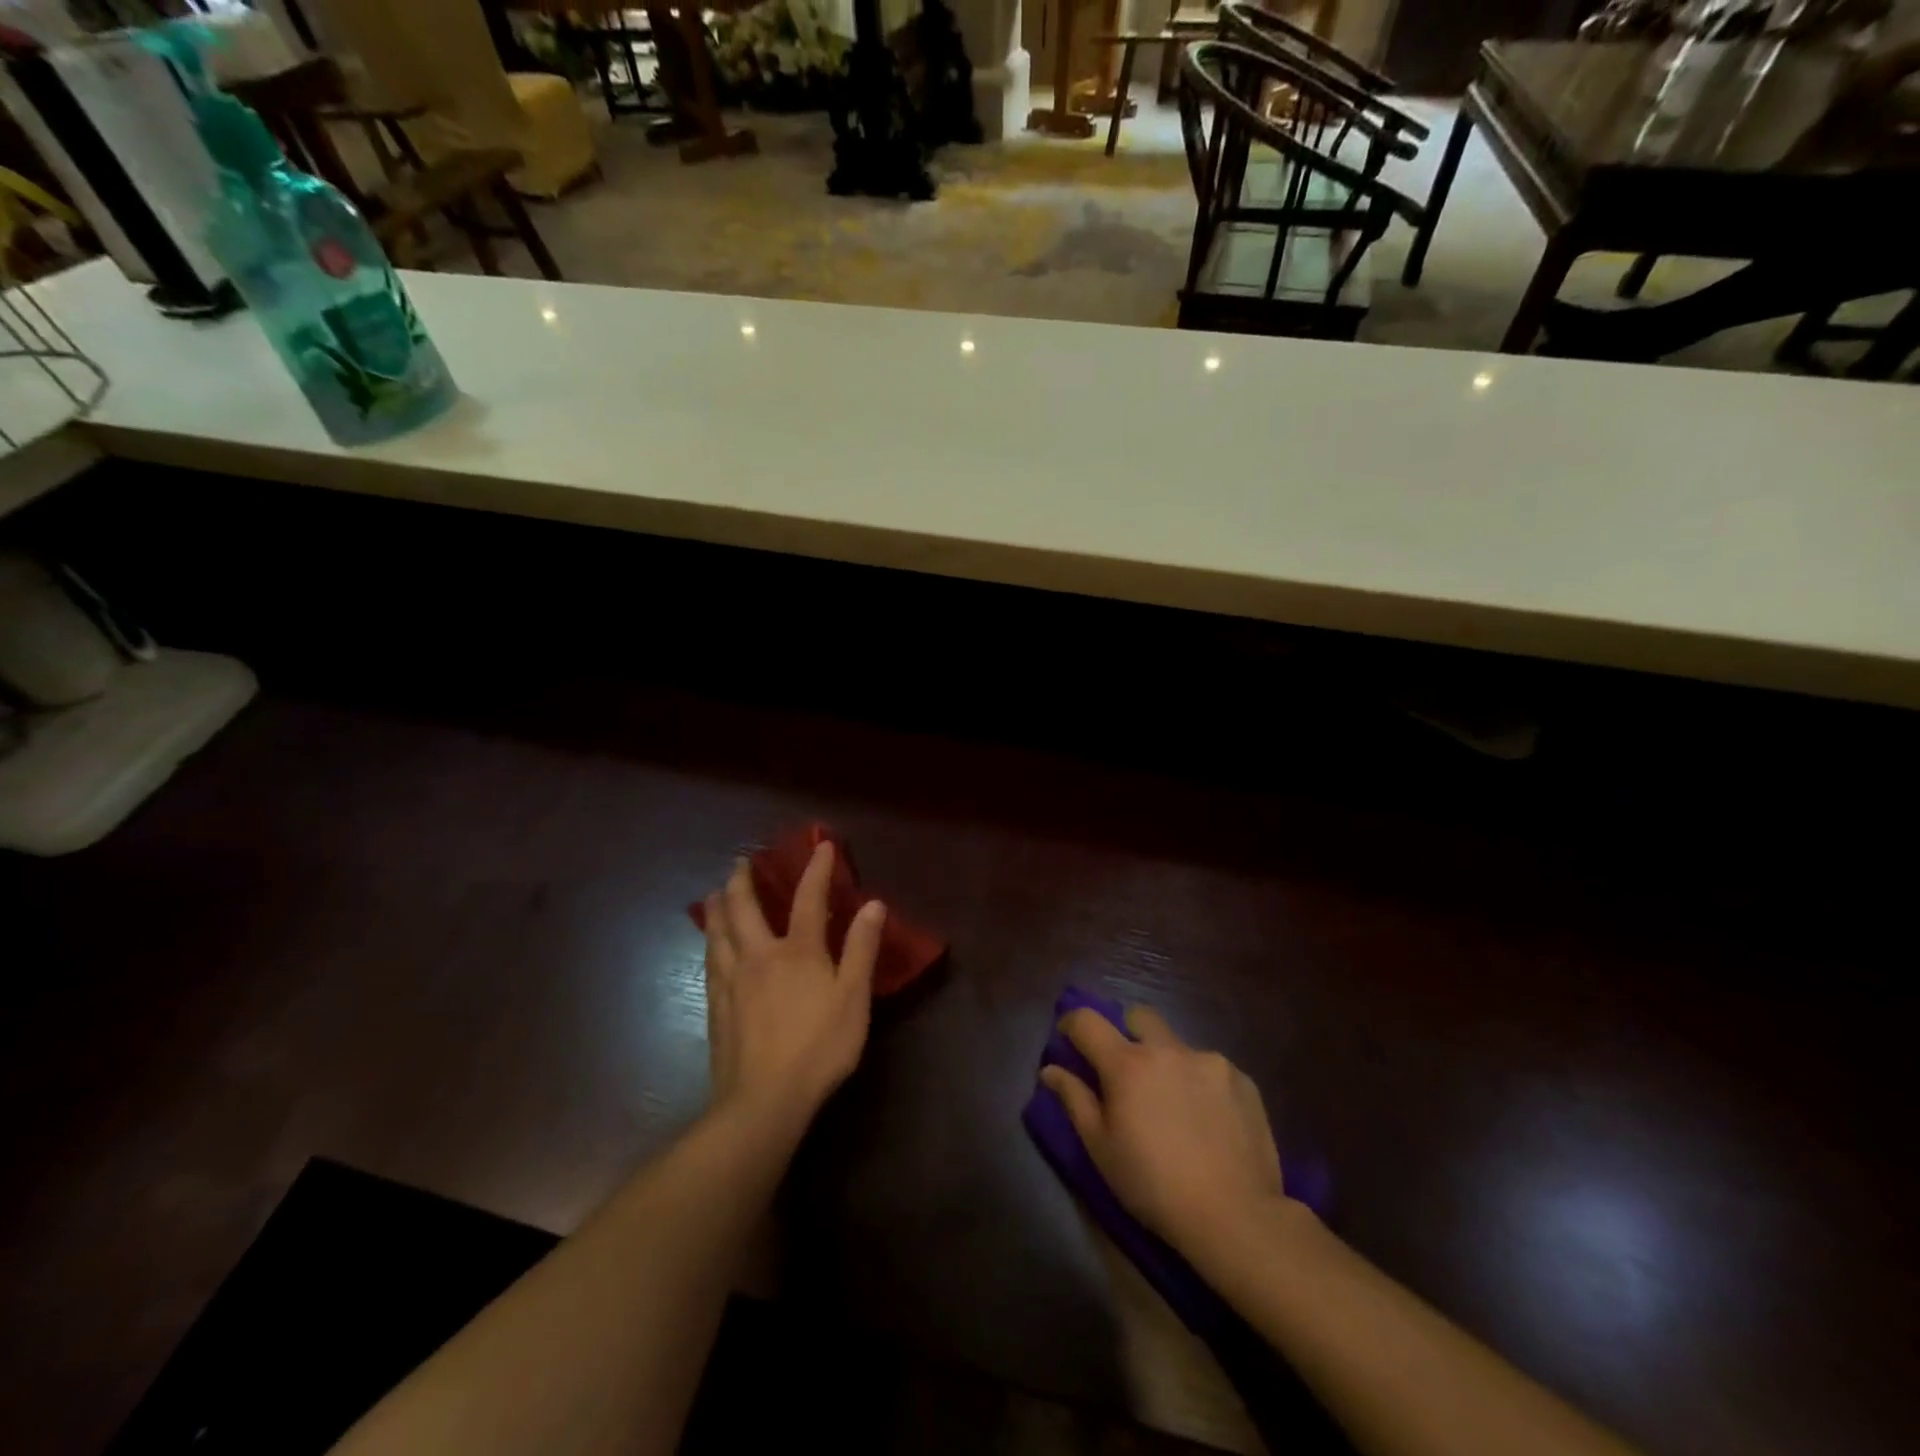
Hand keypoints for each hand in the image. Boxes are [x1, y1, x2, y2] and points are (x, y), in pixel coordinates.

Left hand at [702, 843, 885, 1125]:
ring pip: (718, 933)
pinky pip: (710, 962)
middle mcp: (759, 956)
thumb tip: (873, 903)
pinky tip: (710, 947)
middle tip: (740, 862)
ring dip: (718, 908)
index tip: (820, 844)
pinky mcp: (716, 1007)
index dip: (816, 869)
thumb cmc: (819, 1047)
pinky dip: (710, 943)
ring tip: (715, 894)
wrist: (763, 1100)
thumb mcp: (853, 997)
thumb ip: (861, 949)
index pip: (808, 898)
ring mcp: (733, 981)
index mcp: (797, 950)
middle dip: (743, 881)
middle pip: (744, 909)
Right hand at [1041, 1007, 1287, 1264]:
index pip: (1088, 1021)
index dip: (1072, 1023)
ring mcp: (1210, 1061)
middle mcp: (1168, 1049)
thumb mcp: (1100, 1148)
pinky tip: (1208, 1119)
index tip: (1069, 1037)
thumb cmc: (1153, 1185)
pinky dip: (1200, 1083)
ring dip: (1166, 1062)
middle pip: (1138, 1017)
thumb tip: (1050, 1069)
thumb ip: (1074, 1099)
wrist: (1235, 1216)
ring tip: (1173, 1104)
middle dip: (1125, 1032)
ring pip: (1177, 1044)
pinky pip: (1211, 1067)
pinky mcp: (1242, 1080)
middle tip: (1126, 1069)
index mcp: (1127, 1063)